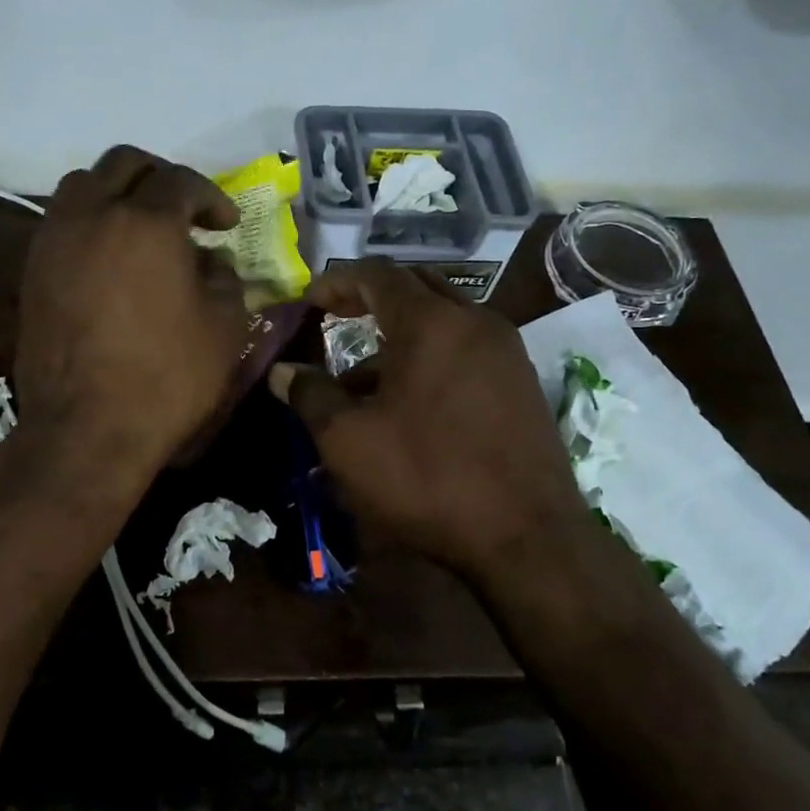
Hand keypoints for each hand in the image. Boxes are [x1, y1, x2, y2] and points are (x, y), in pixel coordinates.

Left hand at [13, 147, 248, 483]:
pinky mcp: (32, 269)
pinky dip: (91, 220)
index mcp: (147, 222)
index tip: (227, 225)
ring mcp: (55, 239)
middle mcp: (93, 214)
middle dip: (161, 177)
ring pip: (83, 183)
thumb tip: (209, 261)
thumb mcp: (224, 326)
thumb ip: (225, 277)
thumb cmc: (167, 377)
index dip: (211, 197)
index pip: (181, 181)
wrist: (87, 429)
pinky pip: (63, 220)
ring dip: (118, 192)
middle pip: (124, 163)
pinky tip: (111, 257)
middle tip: (185, 210)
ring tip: (142, 227)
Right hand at [270, 259, 592, 583]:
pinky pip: (466, 350)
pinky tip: (408, 405)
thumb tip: (283, 371)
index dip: (337, 281)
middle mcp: (475, 321)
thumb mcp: (349, 440)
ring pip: (443, 322)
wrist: (526, 536)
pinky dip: (431, 358)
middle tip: (336, 317)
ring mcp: (506, 351)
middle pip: (416, 286)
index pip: (377, 274)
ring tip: (361, 382)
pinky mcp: (521, 383)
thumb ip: (310, 395)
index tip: (309, 300)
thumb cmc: (427, 477)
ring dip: (399, 336)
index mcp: (431, 322)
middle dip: (371, 297)